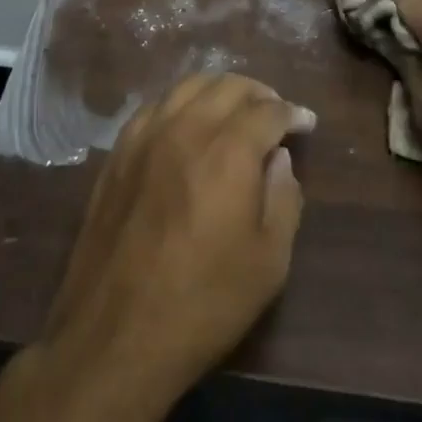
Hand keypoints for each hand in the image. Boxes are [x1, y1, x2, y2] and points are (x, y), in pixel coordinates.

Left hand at [34, 73, 314, 421]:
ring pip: (187, 86)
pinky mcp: (117, 153)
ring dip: (219, 90)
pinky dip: (181, 103)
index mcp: (228, 151)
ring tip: (235, 110)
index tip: (306, 122)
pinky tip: (188, 123)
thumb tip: (279, 158)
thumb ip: (283, 198)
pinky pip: (155, 106)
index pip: (267, 111)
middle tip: (275, 113)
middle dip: (259, 93)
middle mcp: (185, 129)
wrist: (115, 335)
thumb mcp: (268, 261)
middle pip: (227, 86)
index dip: (292, 112)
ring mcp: (144, 137)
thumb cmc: (204, 303)